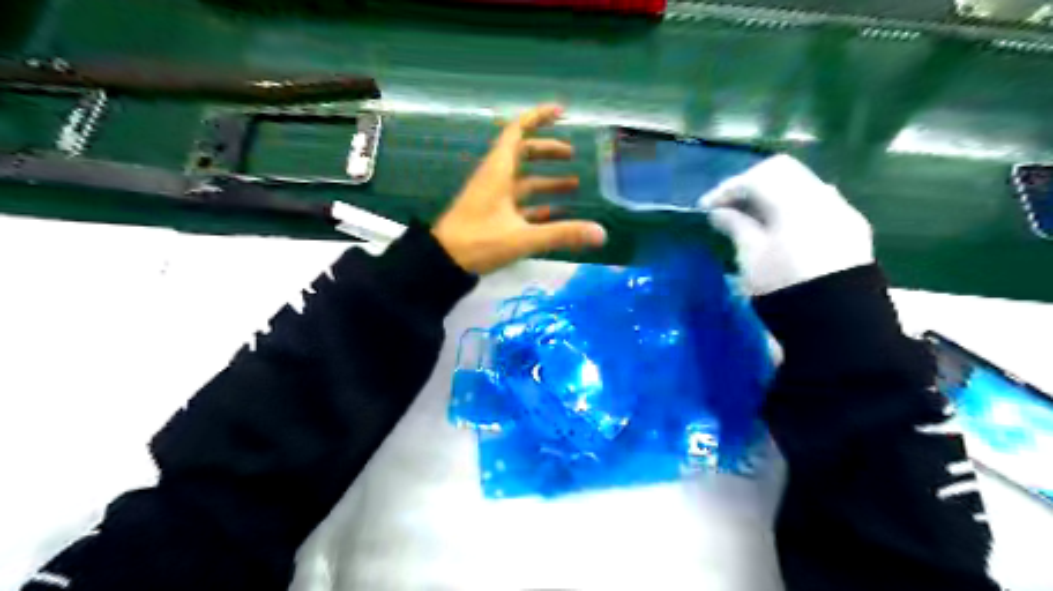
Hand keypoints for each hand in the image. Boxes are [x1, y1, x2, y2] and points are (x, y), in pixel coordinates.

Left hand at [429, 101, 609, 275]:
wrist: (443, 262)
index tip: (561, 112)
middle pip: (522, 153)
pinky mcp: (491, 216)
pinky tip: (555, 213)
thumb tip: (601, 233)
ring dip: (546, 180)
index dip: (538, 117)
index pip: (517, 131)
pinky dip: (537, 204)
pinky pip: (518, 203)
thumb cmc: (479, 242)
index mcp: (498, 171)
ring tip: (573, 185)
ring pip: (522, 181)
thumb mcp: (523, 238)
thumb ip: (562, 234)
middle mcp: (495, 179)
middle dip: (548, 151)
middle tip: (573, 154)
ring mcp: (492, 198)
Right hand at [697, 154, 871, 295]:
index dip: (727, 189)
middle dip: (750, 184)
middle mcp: (823, 196)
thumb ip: (735, 226)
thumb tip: (719, 212)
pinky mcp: (852, 228)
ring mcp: (842, 211)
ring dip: (773, 194)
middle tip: (728, 205)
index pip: (757, 178)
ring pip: (802, 184)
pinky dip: (792, 206)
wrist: (837, 321)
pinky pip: (818, 203)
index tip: (705, 208)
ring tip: (751, 217)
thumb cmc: (785, 287)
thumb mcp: (751, 257)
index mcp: (796, 201)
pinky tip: (780, 227)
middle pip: (782, 171)